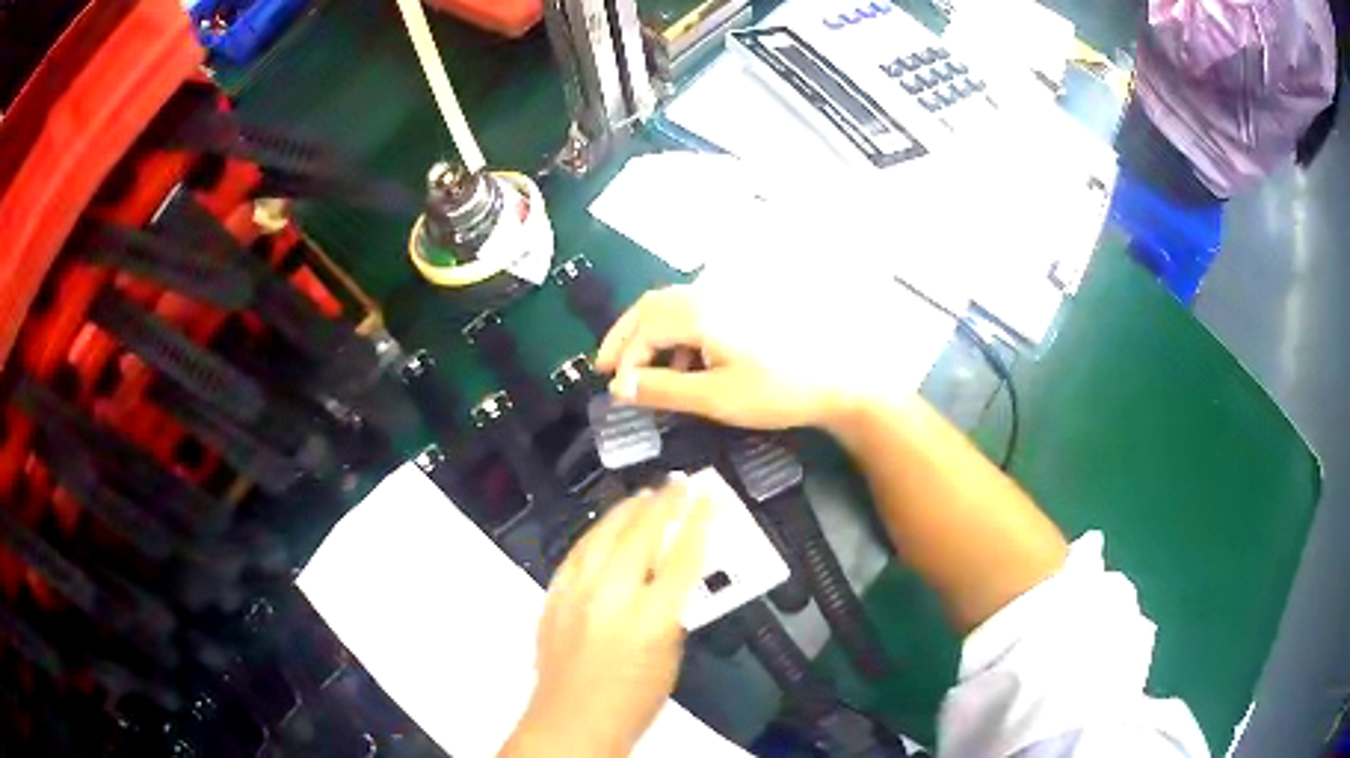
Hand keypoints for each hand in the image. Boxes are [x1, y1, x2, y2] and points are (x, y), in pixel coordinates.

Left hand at [503, 483, 712, 757]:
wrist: (573, 719)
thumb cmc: (635, 699)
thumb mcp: (672, 656)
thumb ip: (673, 612)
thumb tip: (672, 577)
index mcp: (653, 617)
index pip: (683, 557)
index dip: (699, 522)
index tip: (708, 497)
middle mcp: (613, 596)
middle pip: (641, 535)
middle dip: (664, 504)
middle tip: (678, 484)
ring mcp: (577, 592)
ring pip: (603, 534)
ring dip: (627, 510)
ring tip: (645, 495)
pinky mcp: (554, 595)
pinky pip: (576, 552)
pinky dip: (595, 534)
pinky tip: (606, 526)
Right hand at [595, 284, 919, 432]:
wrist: (839, 378)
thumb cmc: (778, 390)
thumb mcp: (715, 398)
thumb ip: (664, 389)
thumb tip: (620, 387)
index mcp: (699, 312)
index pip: (643, 329)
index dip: (623, 360)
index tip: (614, 391)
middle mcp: (708, 294)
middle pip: (651, 306)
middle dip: (624, 336)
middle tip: (605, 366)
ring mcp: (727, 297)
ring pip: (671, 306)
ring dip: (648, 334)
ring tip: (639, 369)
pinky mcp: (742, 306)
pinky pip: (693, 311)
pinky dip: (675, 334)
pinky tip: (682, 363)